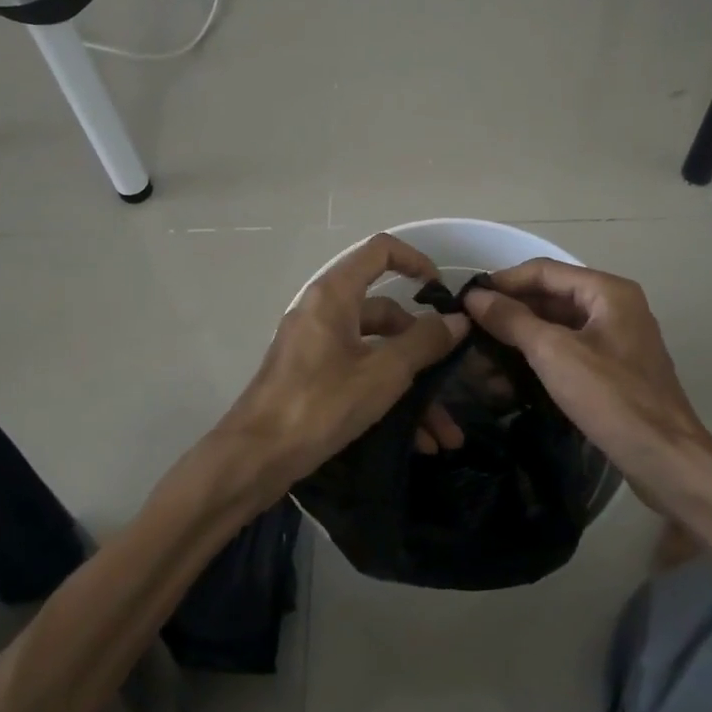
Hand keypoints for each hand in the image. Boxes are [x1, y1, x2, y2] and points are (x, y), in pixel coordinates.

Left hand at [217, 233, 468, 494]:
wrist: (254, 459)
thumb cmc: (320, 404)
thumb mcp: (382, 373)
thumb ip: (424, 342)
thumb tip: (457, 321)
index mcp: (335, 295)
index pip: (380, 251)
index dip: (416, 261)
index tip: (442, 292)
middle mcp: (323, 312)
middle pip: (386, 312)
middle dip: (424, 349)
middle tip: (453, 378)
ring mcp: (316, 346)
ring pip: (377, 351)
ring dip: (412, 387)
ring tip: (442, 433)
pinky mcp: (312, 377)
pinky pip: (359, 374)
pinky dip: (387, 397)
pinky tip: (416, 440)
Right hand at [461, 259, 711, 510]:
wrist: (666, 459)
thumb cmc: (611, 397)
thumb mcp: (554, 353)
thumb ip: (512, 320)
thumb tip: (475, 296)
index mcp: (608, 291)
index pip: (544, 270)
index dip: (503, 282)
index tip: (466, 299)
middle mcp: (615, 306)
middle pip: (552, 296)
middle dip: (511, 311)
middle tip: (470, 329)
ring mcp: (617, 339)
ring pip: (559, 326)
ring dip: (522, 337)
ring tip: (483, 355)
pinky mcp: (615, 369)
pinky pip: (570, 350)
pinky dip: (541, 357)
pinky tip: (512, 376)